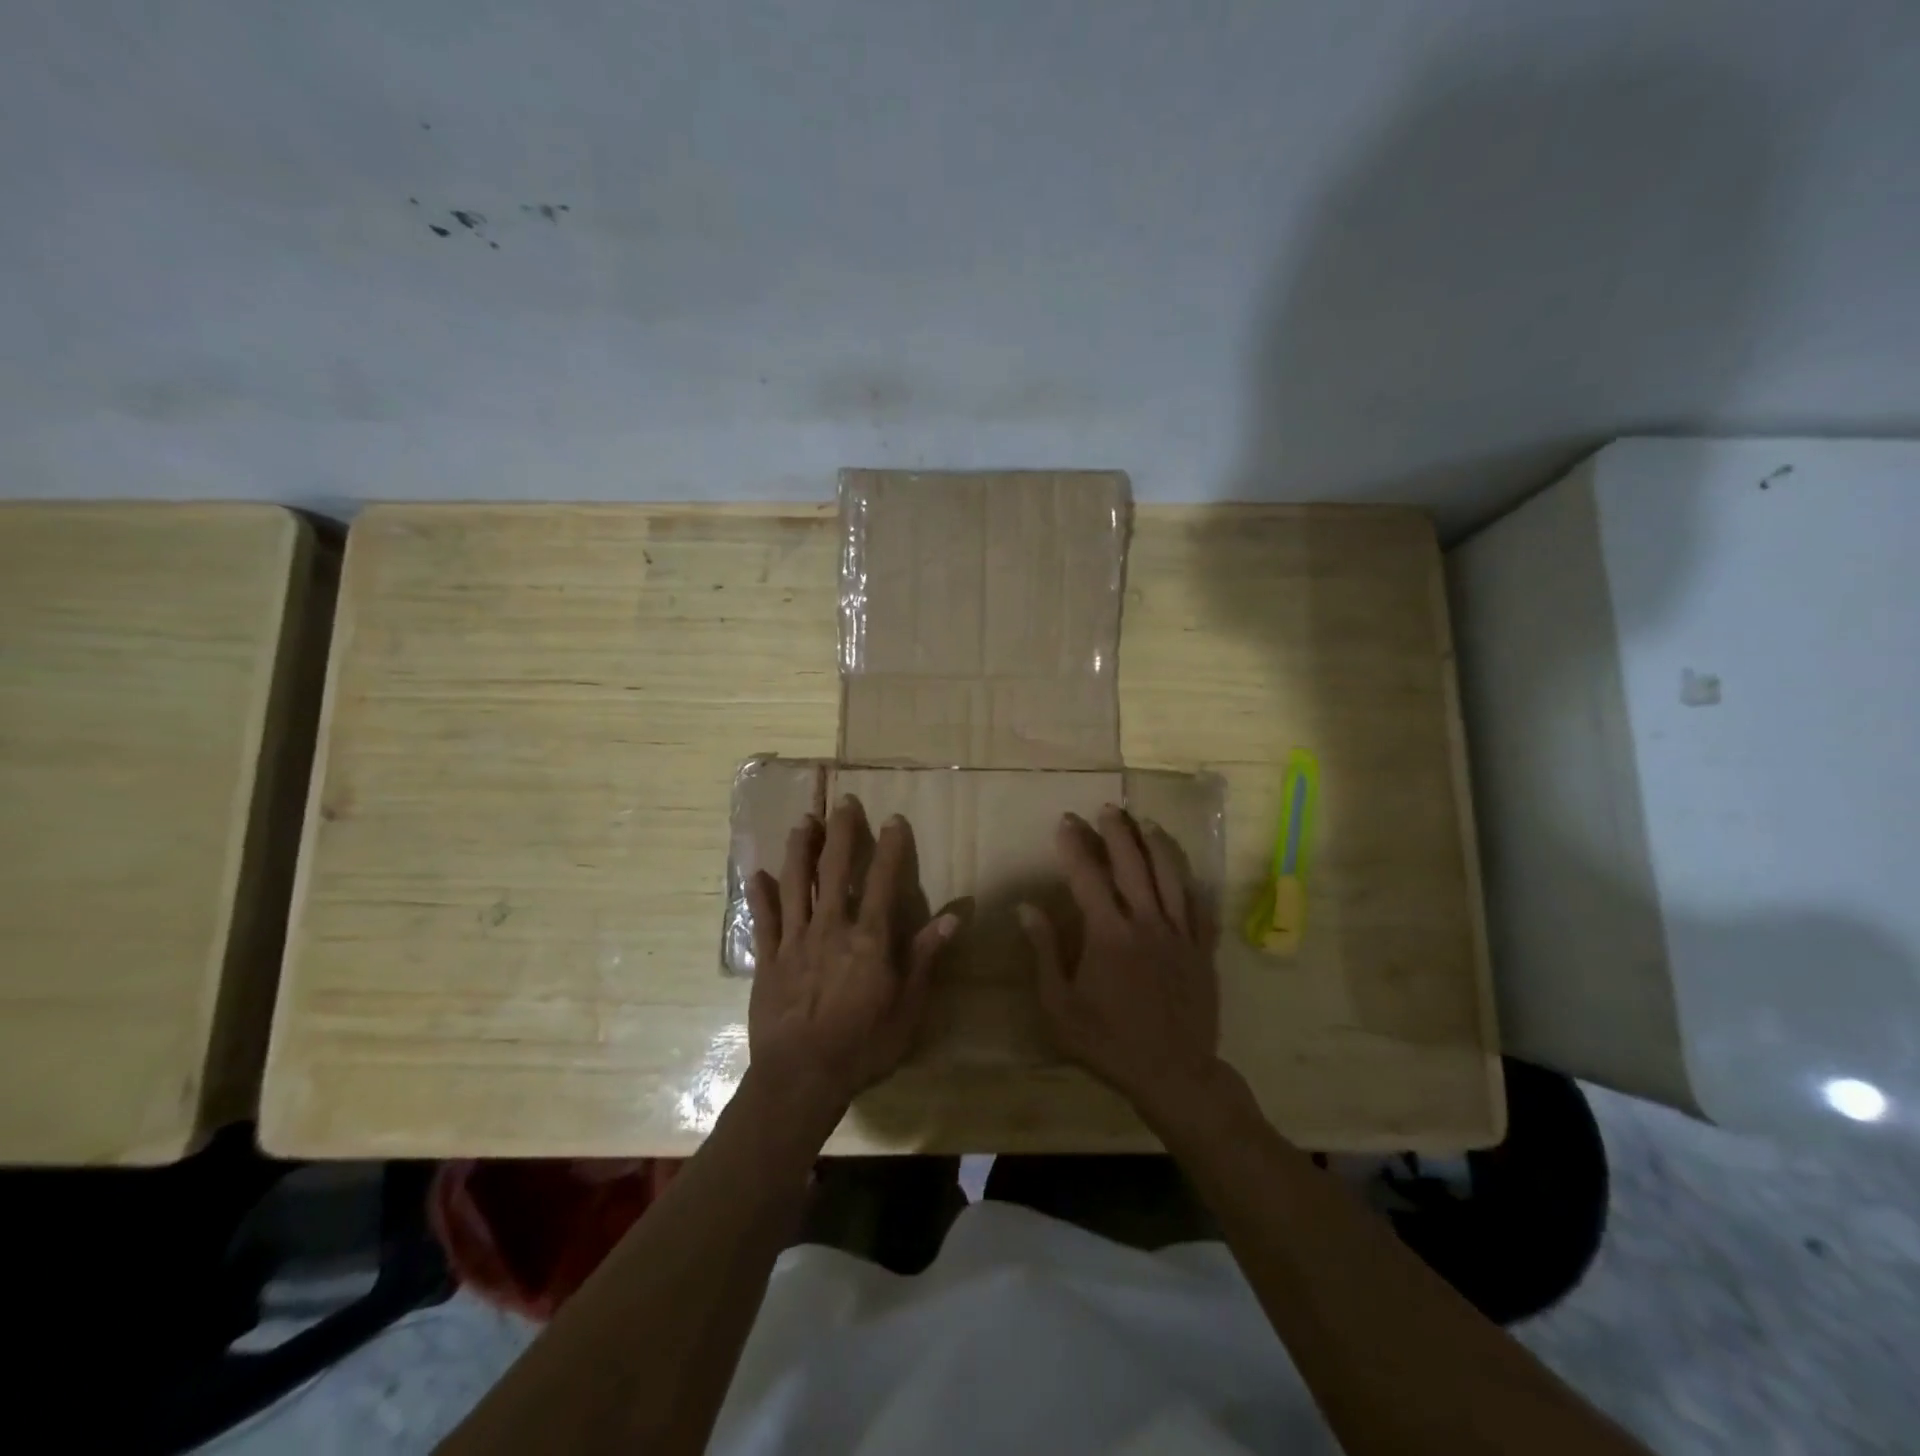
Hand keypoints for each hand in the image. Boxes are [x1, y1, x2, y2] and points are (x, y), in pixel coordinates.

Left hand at [746, 796, 956, 1119]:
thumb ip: (925, 958)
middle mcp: (830, 928)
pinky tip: (757, 873)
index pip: (883, 881)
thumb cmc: (863, 1046)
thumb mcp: (908, 1008)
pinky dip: (760, 895)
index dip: (890, 848)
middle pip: (835, 870)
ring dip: (800, 849)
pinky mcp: (767, 960)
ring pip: (795, 884)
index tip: (893, 819)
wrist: (801, 1079)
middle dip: (841, 833)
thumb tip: (953, 916)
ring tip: (804, 821)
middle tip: (844, 802)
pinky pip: (763, 920)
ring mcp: (794, 941)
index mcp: (868, 939)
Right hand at [1018, 805, 1222, 1118]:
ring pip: (1171, 876)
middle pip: (1133, 864)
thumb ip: (1045, 953)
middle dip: (1118, 832)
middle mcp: (1147, 924)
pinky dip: (1192, 882)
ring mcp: (1180, 935)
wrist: (1174, 1075)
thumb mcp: (1060, 1006)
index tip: (1066, 821)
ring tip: (1146, 822)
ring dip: (1157, 844)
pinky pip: (1201, 906)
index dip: (1075, 845)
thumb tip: (1027, 908)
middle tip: (1108, 808)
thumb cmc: (1108, 1042)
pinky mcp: (1203, 950)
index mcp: (1108, 935)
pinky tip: (1186, 869)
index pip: (1088, 876)